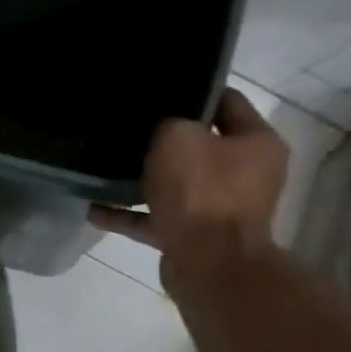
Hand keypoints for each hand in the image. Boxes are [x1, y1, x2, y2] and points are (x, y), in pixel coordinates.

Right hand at [90, 88, 287, 283]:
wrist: (209, 265)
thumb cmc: (202, 191)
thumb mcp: (178, 138)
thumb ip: (168, 124)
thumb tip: (162, 129)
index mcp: (256, 143)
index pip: (228, 101)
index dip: (195, 90)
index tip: (160, 86)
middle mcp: (245, 175)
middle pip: (201, 146)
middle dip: (165, 139)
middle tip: (129, 125)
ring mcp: (220, 209)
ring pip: (176, 185)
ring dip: (144, 179)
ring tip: (106, 166)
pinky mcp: (195, 237)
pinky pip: (156, 219)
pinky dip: (129, 215)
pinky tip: (94, 209)